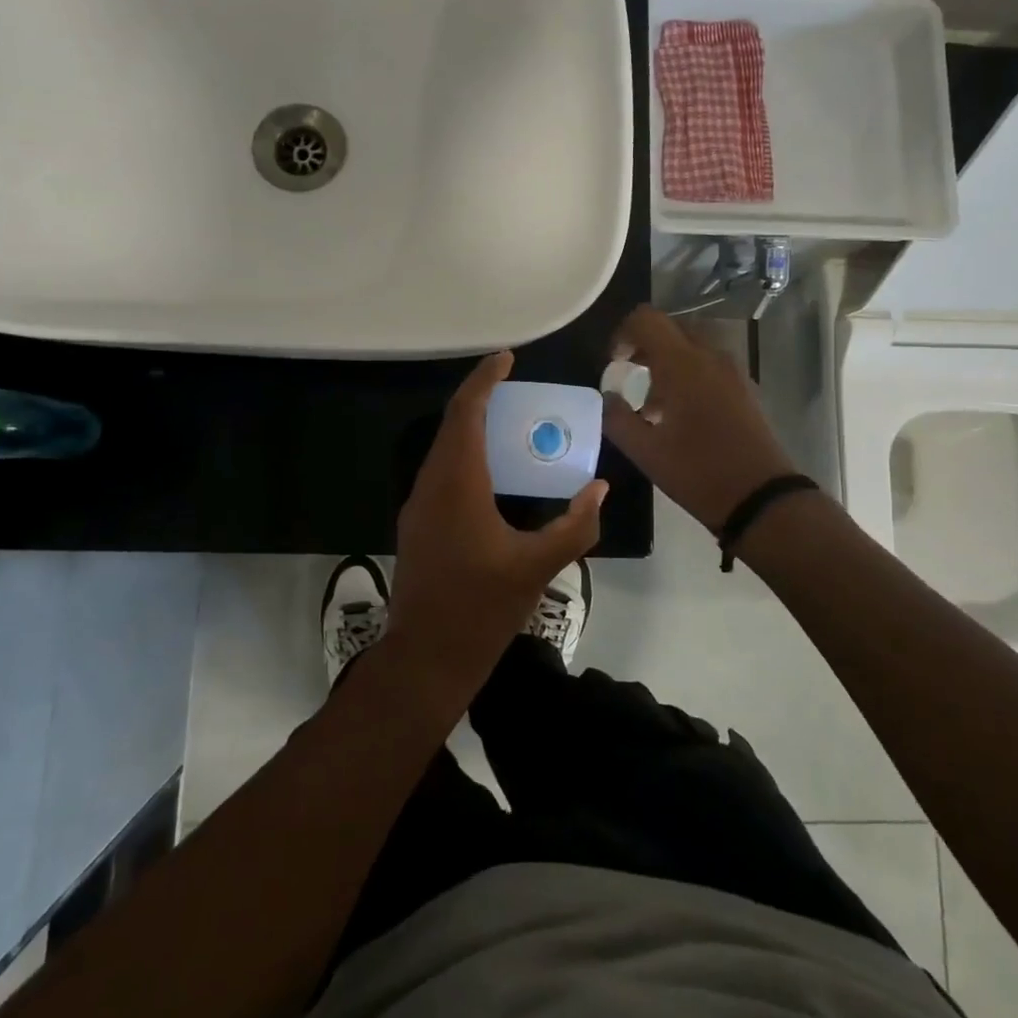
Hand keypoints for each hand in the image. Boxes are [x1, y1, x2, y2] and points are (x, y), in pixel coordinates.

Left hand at [388, 352, 607, 696]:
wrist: (425, 658)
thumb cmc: (481, 609)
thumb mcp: (538, 567)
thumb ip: (575, 525)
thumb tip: (599, 489)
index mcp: (456, 484)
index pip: (466, 413)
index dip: (485, 380)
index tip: (507, 359)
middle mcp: (430, 485)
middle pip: (453, 426)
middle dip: (483, 401)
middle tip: (519, 392)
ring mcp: (418, 507)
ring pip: (445, 451)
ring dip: (474, 431)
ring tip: (512, 427)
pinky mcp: (418, 526)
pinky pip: (442, 474)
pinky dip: (467, 458)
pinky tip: (495, 475)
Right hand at [603, 304, 798, 532]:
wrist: (761, 498)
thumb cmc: (697, 472)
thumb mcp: (645, 451)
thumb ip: (617, 418)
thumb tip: (607, 397)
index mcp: (683, 364)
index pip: (647, 319)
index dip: (623, 333)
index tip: (614, 362)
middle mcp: (710, 357)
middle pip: (671, 328)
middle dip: (645, 346)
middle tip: (629, 376)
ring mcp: (733, 372)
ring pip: (692, 346)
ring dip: (667, 362)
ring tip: (652, 405)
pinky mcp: (745, 389)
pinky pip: (710, 365)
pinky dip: (689, 374)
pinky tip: (680, 415)